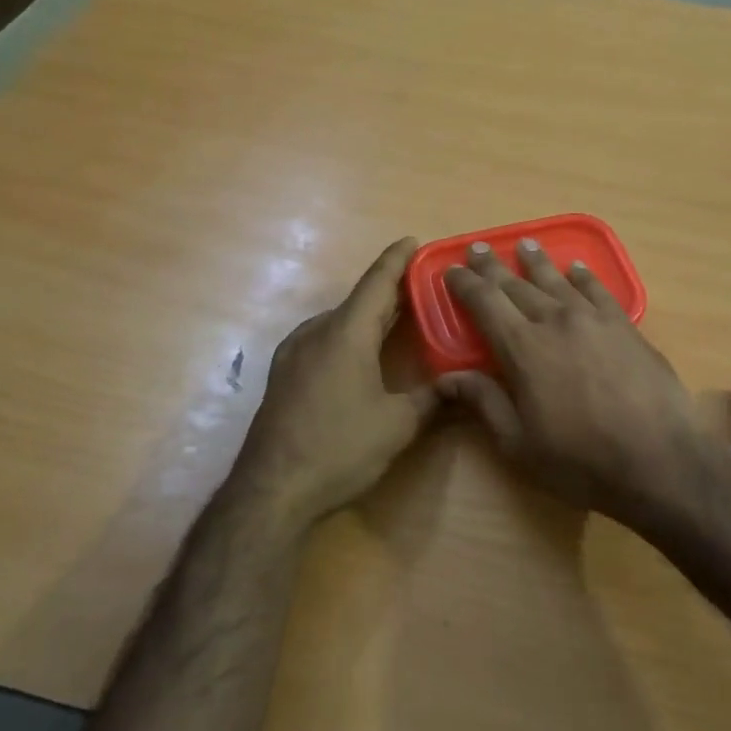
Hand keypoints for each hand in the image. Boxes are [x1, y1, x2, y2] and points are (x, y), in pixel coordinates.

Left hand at [233, 239, 438, 529]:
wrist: (271, 490)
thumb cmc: (340, 448)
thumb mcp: (397, 425)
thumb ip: (431, 398)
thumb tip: (459, 385)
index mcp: (346, 332)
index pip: (377, 282)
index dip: (397, 260)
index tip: (413, 240)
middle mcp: (316, 332)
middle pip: (359, 300)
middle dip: (390, 291)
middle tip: (422, 287)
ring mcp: (294, 353)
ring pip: (339, 321)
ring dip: (368, 316)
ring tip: (397, 320)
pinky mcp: (283, 375)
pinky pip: (323, 340)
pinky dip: (348, 335)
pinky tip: (360, 354)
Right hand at [437, 237, 701, 528]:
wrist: (659, 460)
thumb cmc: (580, 460)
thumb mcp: (519, 443)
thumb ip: (483, 402)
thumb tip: (446, 378)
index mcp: (522, 348)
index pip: (484, 302)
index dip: (465, 284)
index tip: (452, 270)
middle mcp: (555, 321)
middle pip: (517, 285)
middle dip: (494, 267)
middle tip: (480, 248)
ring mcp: (593, 319)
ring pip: (557, 281)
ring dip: (537, 262)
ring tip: (525, 245)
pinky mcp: (625, 326)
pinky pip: (598, 290)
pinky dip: (583, 276)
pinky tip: (577, 268)